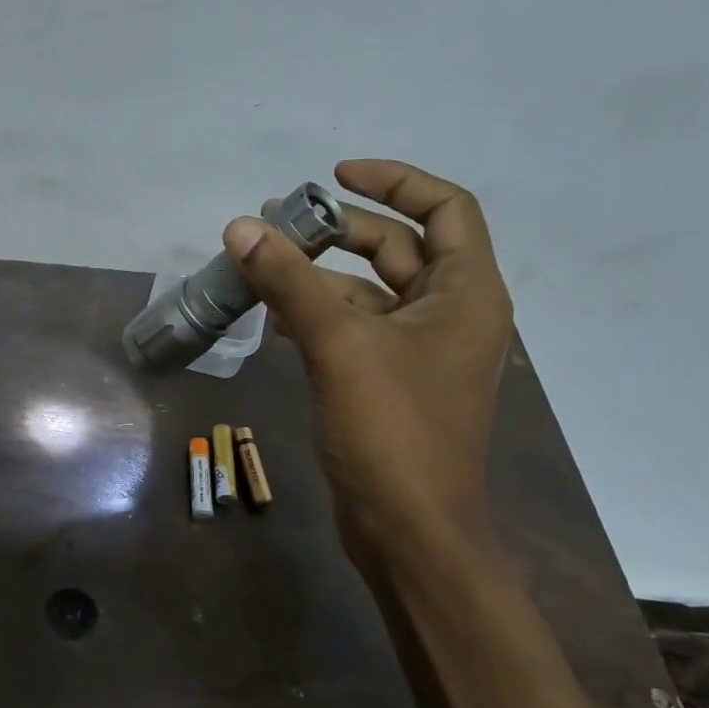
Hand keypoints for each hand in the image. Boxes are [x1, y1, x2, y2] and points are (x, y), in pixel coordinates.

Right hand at [224, 159, 512, 574]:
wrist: (410, 531)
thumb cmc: (392, 431)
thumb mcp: (339, 346)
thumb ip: (290, 282)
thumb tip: (241, 227)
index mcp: (467, 293)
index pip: (444, 207)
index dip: (392, 180)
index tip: (333, 176)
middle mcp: (452, 314)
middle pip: (400, 247)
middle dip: (341, 230)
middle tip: (279, 224)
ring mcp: (422, 352)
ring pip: (371, 292)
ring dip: (322, 276)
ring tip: (263, 266)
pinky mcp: (393, 382)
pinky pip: (358, 330)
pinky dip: (321, 316)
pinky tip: (276, 317)